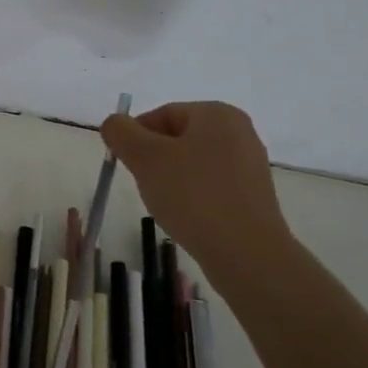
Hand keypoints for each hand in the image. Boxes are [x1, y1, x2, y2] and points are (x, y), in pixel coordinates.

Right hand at [100, 101, 295, 293]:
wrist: (246, 253)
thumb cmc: (193, 195)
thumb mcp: (145, 157)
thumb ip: (120, 132)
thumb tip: (114, 124)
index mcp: (216, 113)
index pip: (161, 114)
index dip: (136, 137)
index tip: (125, 164)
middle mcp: (239, 132)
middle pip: (177, 138)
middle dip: (154, 159)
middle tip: (144, 184)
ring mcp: (250, 165)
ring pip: (192, 163)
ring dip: (171, 179)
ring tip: (166, 204)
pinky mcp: (253, 195)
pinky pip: (210, 185)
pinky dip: (192, 196)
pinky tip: (186, 217)